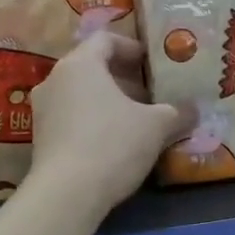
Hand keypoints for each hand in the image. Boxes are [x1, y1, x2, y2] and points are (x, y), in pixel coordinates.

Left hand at [30, 31, 189, 215]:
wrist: (66, 195)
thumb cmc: (112, 144)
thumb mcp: (156, 126)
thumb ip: (177, 112)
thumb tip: (194, 109)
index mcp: (80, 64)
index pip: (106, 39)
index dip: (132, 47)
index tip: (152, 64)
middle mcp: (55, 79)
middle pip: (92, 67)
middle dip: (124, 79)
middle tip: (150, 96)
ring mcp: (42, 109)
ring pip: (81, 93)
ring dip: (109, 101)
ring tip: (137, 121)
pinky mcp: (40, 137)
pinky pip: (70, 116)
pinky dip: (93, 120)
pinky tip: (115, 143)